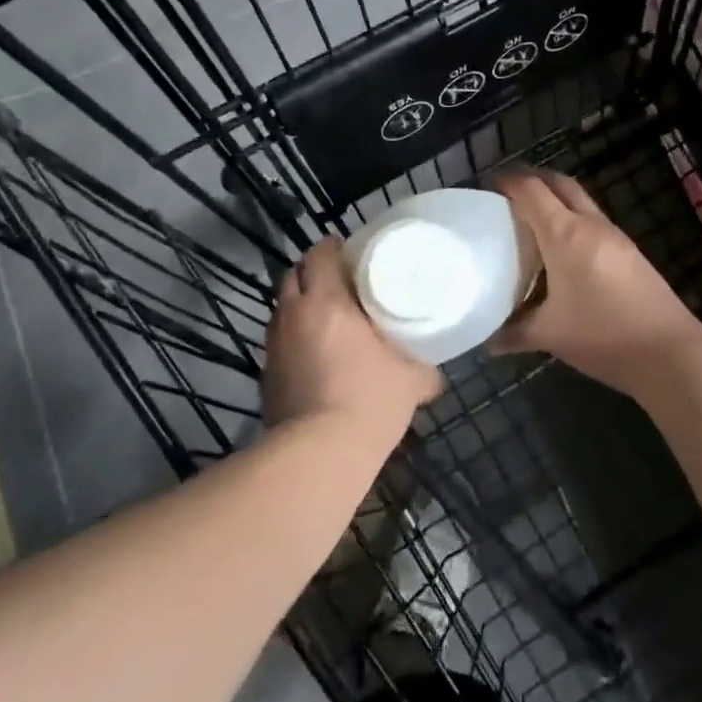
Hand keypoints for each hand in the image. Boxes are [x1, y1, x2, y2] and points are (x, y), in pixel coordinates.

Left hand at [263, 238, 441, 441]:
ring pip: (282, 307)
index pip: (320, 255)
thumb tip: (435, 374)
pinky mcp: (266, 373)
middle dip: (312, 271)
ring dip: (299, 303)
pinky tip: (313, 352)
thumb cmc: (368, 401)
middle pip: (293, 275)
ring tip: (324, 314)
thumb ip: (424, 369)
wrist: (318, 454)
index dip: (332, 247)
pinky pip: (278, 339)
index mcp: (327, 301)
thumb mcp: (410, 381)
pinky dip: (293, 335)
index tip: (349, 249)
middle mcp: (293, 314)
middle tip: (337, 279)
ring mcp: (274, 344)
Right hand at [493, 170, 701, 400]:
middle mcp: (590, 224)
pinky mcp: (630, 251)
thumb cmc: (602, 336)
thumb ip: (514, 332)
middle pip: (559, 183)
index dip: (507, 181)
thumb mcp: (550, 335)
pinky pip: (593, 221)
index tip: (487, 186)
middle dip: (533, 180)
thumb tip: (487, 340)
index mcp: (565, 234)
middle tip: (508, 196)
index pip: (531, 190)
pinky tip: (563, 249)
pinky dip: (573, 220)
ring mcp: (615, 236)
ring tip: (532, 221)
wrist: (670, 353)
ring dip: (556, 199)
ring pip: (580, 201)